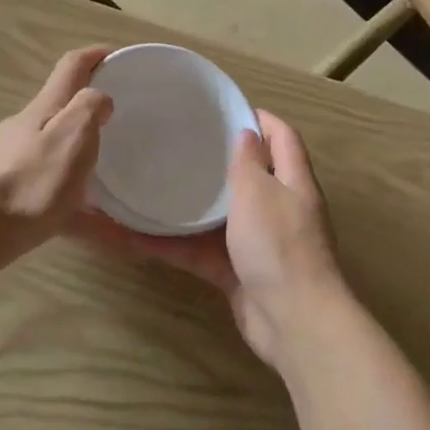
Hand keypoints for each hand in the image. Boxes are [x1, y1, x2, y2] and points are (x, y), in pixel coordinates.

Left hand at [0, 47, 113, 245]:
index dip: (95, 56)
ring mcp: (13, 164)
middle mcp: (26, 130)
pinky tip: (113, 236)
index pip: (71, 67)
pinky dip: (84, 213)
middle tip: (121, 127)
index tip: (118, 56)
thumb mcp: (73, 135)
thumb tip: (99, 98)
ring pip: (58, 159)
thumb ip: (90, 109)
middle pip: (62, 112)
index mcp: (44, 109)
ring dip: (86, 168)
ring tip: (119, 190)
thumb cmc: (32, 179)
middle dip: (90, 114)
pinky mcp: (10, 200)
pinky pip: (57, 201)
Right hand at [78, 111, 350, 370]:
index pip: (282, 136)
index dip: (259, 118)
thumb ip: (249, 162)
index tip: (223, 108)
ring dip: (187, 206)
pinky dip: (173, 245)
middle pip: (249, 175)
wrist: (293, 321)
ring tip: (151, 184)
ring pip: (218, 216)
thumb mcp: (259, 192)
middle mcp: (278, 208)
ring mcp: (257, 243)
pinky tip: (136, 238)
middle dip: (217, 161)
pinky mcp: (237, 273)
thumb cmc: (278, 245)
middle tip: (178, 145)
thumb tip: (246, 132)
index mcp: (292, 181)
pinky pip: (200, 251)